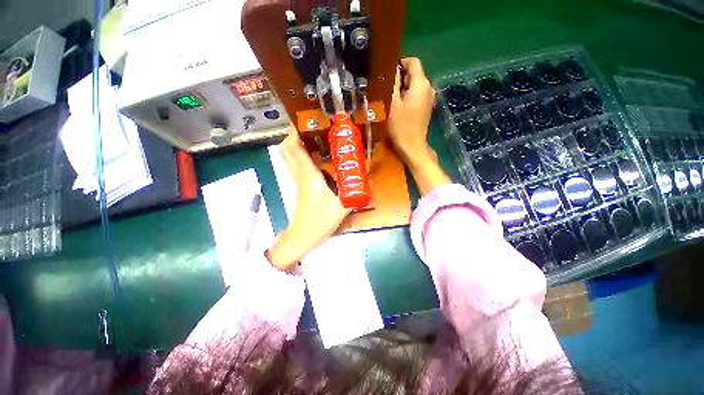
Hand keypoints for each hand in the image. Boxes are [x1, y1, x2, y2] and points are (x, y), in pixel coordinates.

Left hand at [266, 126, 350, 270]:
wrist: (303, 236)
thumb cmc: (320, 220)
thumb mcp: (343, 205)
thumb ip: (357, 191)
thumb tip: (369, 178)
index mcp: (308, 174)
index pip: (294, 147)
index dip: (295, 131)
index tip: (303, 119)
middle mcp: (300, 174)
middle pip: (287, 149)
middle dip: (294, 134)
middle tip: (311, 127)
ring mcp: (297, 180)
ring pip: (289, 157)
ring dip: (297, 144)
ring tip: (314, 137)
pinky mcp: (300, 186)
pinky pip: (296, 165)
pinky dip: (301, 156)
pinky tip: (316, 157)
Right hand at [388, 57, 435, 162]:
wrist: (412, 146)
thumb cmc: (401, 126)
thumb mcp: (393, 104)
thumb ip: (393, 84)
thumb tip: (393, 70)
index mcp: (421, 84)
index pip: (413, 62)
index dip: (400, 63)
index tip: (388, 73)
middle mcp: (429, 87)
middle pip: (415, 73)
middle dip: (401, 78)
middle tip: (387, 89)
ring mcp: (429, 98)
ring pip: (415, 85)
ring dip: (403, 88)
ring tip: (391, 98)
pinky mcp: (427, 107)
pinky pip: (417, 95)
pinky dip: (408, 96)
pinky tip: (399, 107)